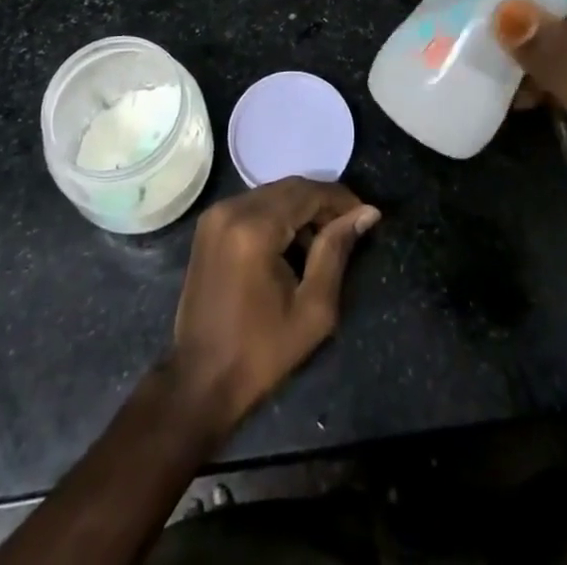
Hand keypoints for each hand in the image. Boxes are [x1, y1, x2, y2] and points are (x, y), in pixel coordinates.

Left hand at [166, 178, 379, 435]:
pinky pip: (254, 205)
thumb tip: (367, 213)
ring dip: (301, 209)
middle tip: (348, 229)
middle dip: (322, 203)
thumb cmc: (261, 352)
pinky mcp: (209, 225)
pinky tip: (292, 245)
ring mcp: (216, 214)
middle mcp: (232, 209)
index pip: (307, 193)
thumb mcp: (313, 309)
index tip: (366, 215)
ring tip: (323, 242)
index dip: (340, 199)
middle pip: (289, 188)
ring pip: (272, 194)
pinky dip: (278, 215)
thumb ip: (337, 251)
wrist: (200, 378)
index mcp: (254, 228)